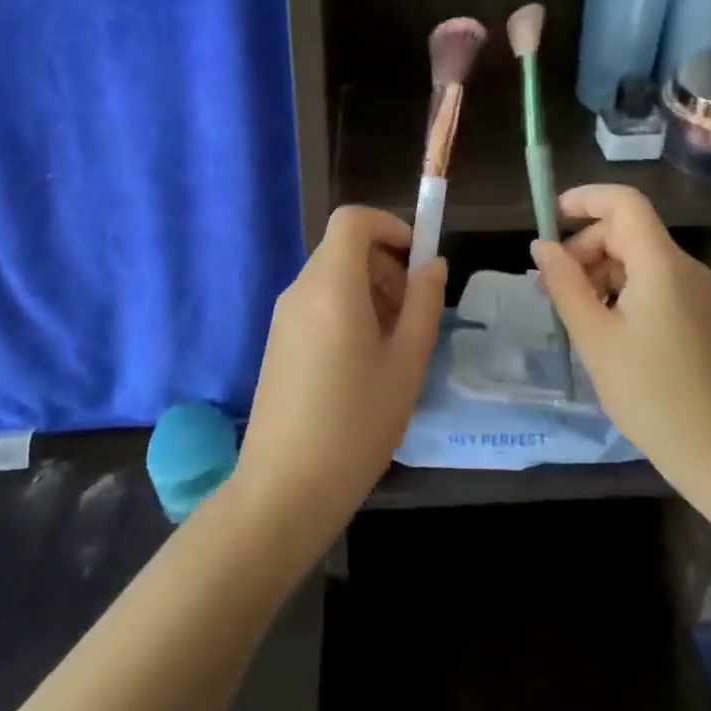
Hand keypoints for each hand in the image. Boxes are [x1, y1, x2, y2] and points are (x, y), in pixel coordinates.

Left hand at [231, 206, 447, 553]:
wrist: (284, 492)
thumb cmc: (356, 424)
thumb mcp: (407, 362)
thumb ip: (424, 303)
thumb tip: (431, 265)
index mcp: (331, 285)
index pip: (353, 219)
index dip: (390, 226)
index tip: (418, 261)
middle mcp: (301, 290)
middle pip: (345, 247)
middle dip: (387, 264)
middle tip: (414, 313)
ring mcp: (284, 317)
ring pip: (333, 277)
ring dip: (371, 290)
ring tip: (395, 343)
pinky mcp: (278, 343)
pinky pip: (318, 304)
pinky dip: (348, 310)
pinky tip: (365, 363)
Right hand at [531, 184, 710, 492]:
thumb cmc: (653, 394)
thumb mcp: (596, 339)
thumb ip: (565, 285)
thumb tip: (542, 246)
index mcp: (661, 263)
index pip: (624, 202)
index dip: (585, 199)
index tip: (549, 219)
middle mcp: (683, 267)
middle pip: (627, 231)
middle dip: (584, 247)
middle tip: (550, 287)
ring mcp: (694, 293)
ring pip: (637, 259)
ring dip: (598, 273)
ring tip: (571, 313)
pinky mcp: (696, 316)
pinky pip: (651, 284)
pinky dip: (619, 292)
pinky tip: (601, 328)